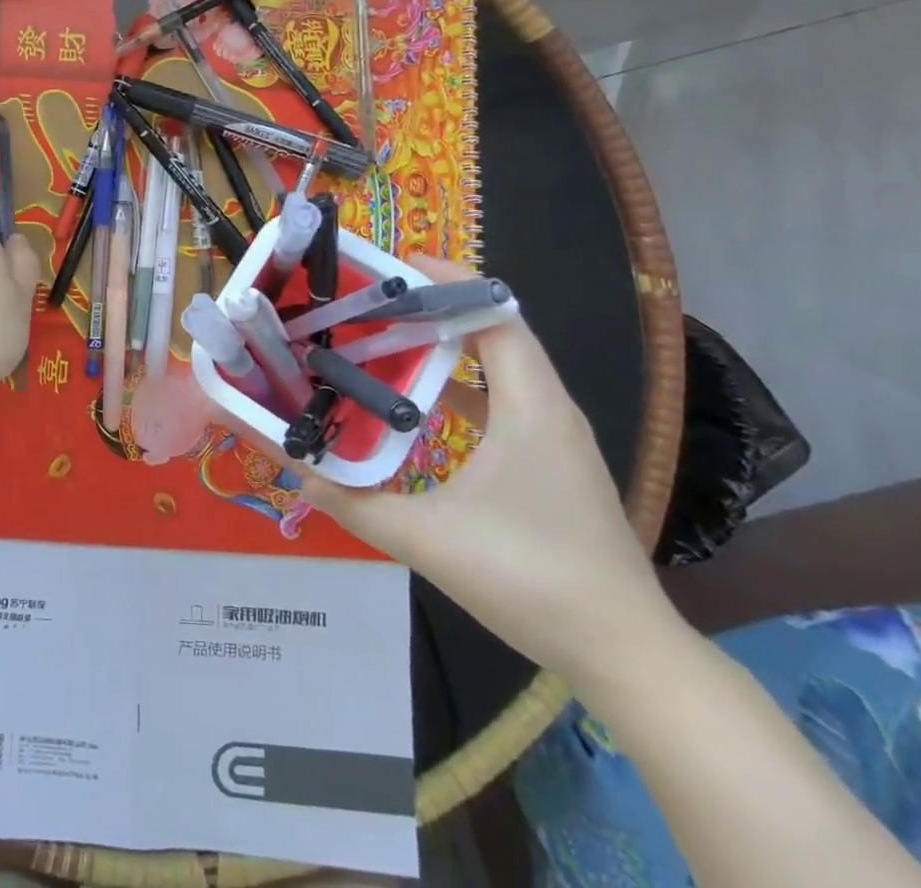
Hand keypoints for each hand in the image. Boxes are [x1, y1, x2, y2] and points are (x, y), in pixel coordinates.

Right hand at [300, 256, 680, 685]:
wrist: (625, 654)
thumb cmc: (530, 580)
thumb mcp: (428, 540)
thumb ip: (354, 503)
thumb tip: (296, 471)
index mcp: (530, 406)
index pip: (495, 315)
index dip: (449, 282)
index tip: (397, 265)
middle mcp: (549, 408)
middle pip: (495, 331)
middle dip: (436, 307)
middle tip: (376, 301)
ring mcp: (556, 436)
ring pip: (501, 365)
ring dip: (448, 345)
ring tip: (387, 338)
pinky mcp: (554, 461)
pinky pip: (505, 398)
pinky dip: (462, 383)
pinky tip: (420, 402)